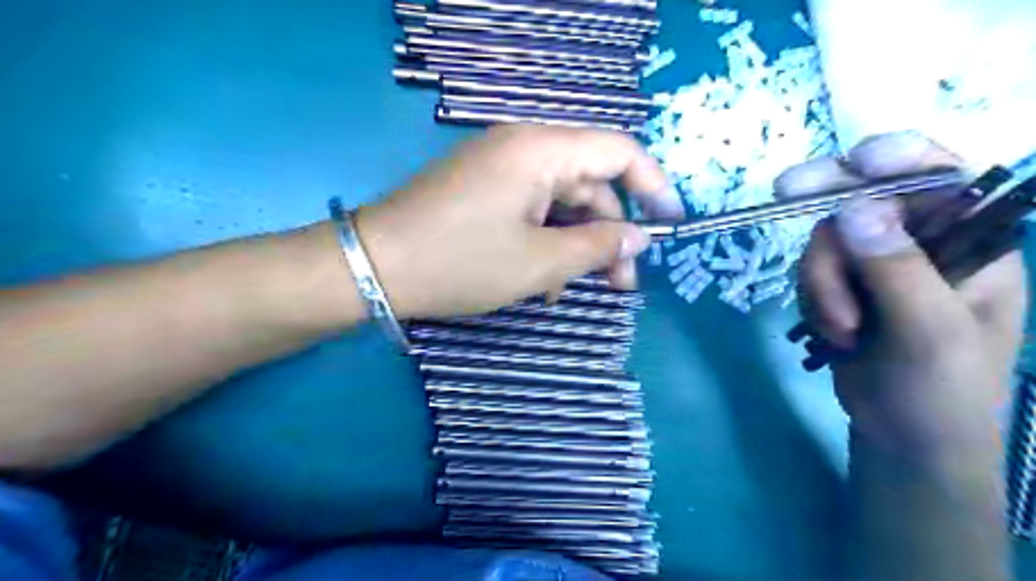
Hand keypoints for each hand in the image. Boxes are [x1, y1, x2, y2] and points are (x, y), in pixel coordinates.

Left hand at [353, 122, 686, 319]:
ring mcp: (500, 167)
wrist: (375, 266)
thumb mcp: (538, 263)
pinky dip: (545, 240)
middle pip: (589, 182)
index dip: (652, 187)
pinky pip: (531, 208)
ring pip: (560, 201)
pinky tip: (542, 279)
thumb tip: (639, 238)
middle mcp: (523, 146)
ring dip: (575, 244)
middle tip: (619, 284)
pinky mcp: (484, 189)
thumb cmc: (460, 263)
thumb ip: (597, 247)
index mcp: (541, 149)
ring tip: (571, 290)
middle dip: (608, 232)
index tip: (670, 225)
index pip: (618, 152)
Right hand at [781, 131, 1022, 457]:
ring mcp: (877, 267)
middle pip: (867, 200)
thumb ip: (897, 269)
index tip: (855, 161)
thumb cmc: (943, 393)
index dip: (899, 158)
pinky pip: (812, 272)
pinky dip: (814, 300)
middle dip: (829, 205)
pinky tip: (834, 333)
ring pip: (828, 242)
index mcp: (972, 246)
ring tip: (841, 329)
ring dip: (822, 283)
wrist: (904, 439)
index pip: (941, 179)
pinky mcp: (844, 289)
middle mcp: (923, 246)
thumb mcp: (930, 333)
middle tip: (783, 191)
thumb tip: (856, 208)